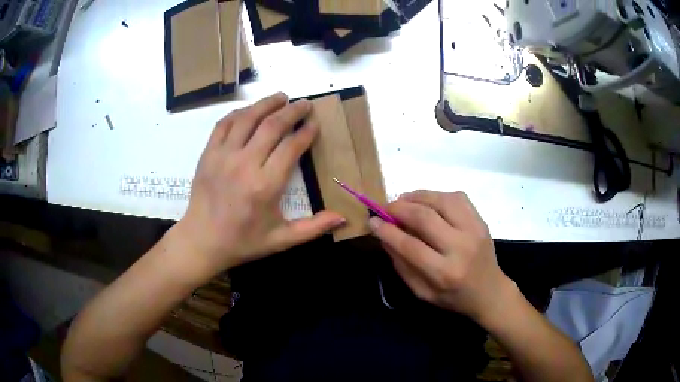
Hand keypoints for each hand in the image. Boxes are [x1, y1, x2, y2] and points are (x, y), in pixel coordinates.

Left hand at [174, 92, 344, 278]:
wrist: (202, 241)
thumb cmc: (243, 242)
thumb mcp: (281, 240)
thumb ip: (313, 228)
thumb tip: (343, 217)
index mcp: (266, 186)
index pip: (291, 146)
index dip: (306, 131)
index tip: (314, 123)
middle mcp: (245, 164)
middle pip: (272, 126)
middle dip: (292, 111)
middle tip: (305, 104)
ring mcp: (223, 156)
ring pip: (248, 118)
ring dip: (267, 104)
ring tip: (281, 96)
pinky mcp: (208, 154)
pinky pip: (224, 124)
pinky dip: (239, 113)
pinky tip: (250, 110)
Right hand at [369, 190, 514, 323]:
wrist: (489, 291)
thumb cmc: (453, 297)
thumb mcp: (422, 292)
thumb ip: (402, 265)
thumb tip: (384, 236)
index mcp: (444, 273)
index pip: (409, 245)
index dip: (387, 231)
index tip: (372, 222)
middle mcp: (461, 248)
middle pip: (424, 218)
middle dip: (398, 209)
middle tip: (385, 209)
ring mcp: (474, 230)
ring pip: (441, 200)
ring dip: (416, 197)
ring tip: (403, 201)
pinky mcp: (481, 220)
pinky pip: (457, 197)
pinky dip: (437, 195)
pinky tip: (427, 202)